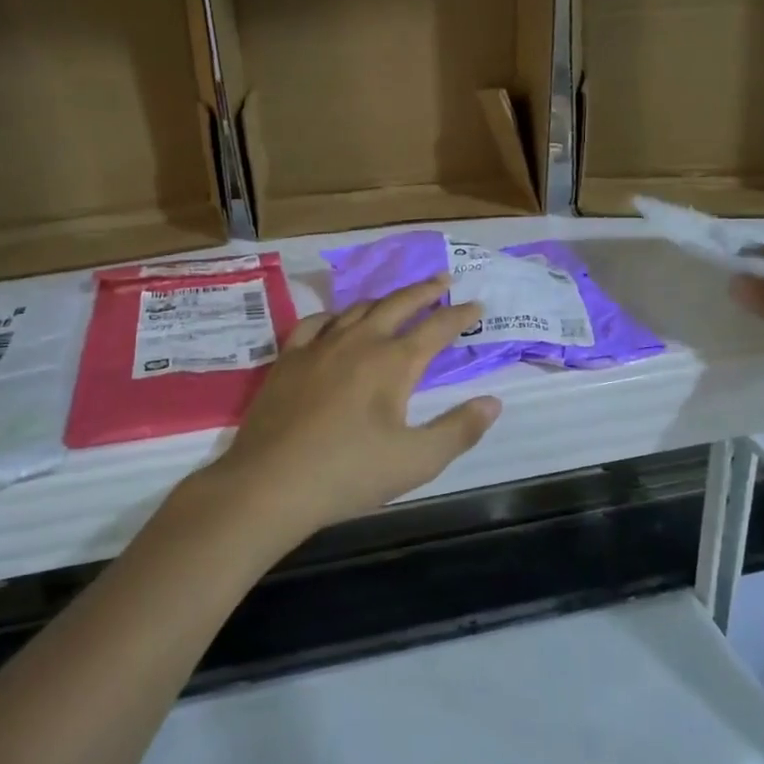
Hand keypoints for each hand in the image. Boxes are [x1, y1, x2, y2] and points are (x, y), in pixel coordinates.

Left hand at [209, 277, 501, 535]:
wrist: (270, 483)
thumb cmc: (348, 474)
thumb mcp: (416, 460)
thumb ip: (459, 429)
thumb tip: (493, 402)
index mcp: (393, 363)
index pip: (436, 328)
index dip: (460, 315)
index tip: (476, 304)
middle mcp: (358, 342)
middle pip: (397, 304)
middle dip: (425, 291)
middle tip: (443, 280)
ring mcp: (319, 346)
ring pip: (357, 309)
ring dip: (384, 300)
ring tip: (398, 299)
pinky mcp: (288, 359)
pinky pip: (315, 323)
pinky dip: (335, 316)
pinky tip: (336, 321)